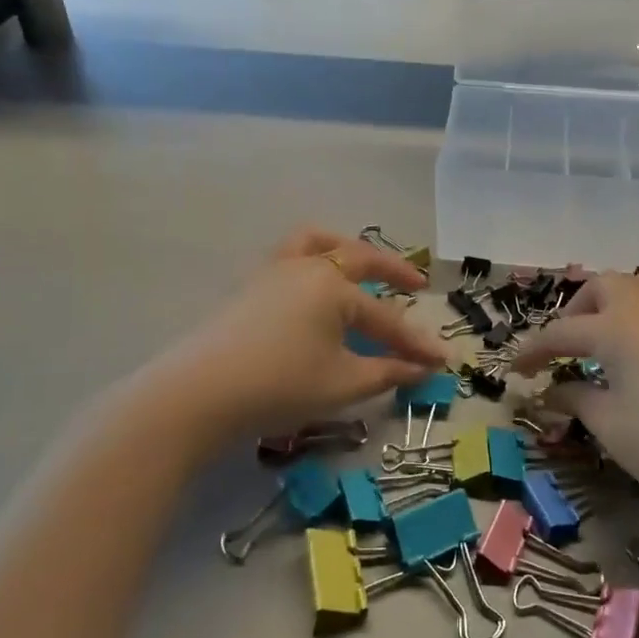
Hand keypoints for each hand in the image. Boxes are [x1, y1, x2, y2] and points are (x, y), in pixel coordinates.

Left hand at [122, 228, 447, 451]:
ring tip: (359, 262)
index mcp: (333, 286)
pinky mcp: (248, 287)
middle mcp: (306, 268)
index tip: (443, 359)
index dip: (416, 342)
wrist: (195, 395)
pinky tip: (313, 286)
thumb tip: (422, 369)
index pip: (385, 317)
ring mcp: (272, 272)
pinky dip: (312, 258)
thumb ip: (387, 372)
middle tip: (416, 284)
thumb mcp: (341, 384)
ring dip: (344, 248)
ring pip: (314, 242)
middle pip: (358, 258)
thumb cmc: (278, 386)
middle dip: (392, 271)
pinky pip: (289, 256)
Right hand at [510, 271, 638, 507]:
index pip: (560, 333)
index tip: (516, 371)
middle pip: (604, 285)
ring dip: (624, 297)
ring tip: (616, 329)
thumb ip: (577, 402)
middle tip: (569, 345)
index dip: (534, 351)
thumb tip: (551, 392)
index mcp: (613, 326)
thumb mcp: (612, 427)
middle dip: (579, 309)